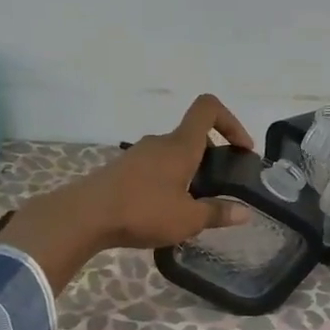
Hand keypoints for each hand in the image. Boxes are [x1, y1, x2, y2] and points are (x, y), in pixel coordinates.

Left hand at [81, 94, 255, 248]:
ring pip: (172, 154)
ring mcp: (138, 155)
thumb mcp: (188, 220)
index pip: (208, 109)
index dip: (231, 121)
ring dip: (188, 172)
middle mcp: (160, 142)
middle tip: (220, 188)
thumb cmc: (143, 211)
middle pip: (192, 136)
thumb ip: (217, 213)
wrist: (84, 217)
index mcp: (181, 145)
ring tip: (192, 206)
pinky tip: (165, 211)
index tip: (241, 149)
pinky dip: (167, 182)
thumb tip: (245, 212)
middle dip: (212, 157)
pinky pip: (154, 168)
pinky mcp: (122, 170)